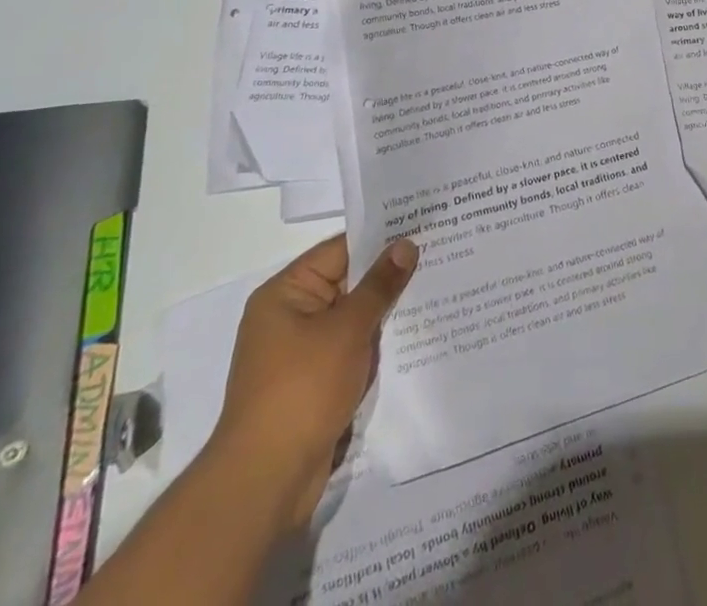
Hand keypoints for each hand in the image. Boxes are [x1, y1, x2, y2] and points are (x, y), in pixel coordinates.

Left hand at [208, 234, 417, 529]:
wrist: (266, 481)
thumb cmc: (302, 390)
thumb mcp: (347, 329)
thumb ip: (380, 285)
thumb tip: (405, 244)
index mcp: (285, 293)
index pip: (341, 250)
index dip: (382, 238)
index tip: (424, 225)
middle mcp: (290, 316)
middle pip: (348, 282)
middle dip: (390, 275)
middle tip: (440, 253)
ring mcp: (301, 351)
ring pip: (354, 317)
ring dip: (386, 311)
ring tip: (437, 288)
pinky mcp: (314, 382)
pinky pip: (352, 347)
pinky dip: (377, 342)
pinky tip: (415, 334)